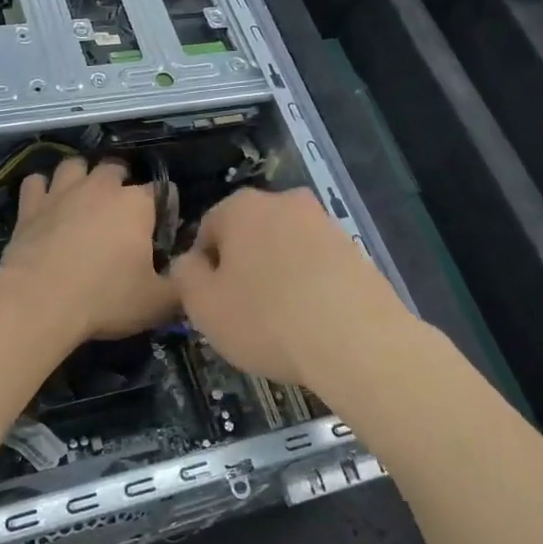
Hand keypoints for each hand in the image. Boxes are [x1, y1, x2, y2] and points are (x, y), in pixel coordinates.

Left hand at [0, 157, 176, 343]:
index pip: (163, 191)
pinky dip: (42, 189)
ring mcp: (62, 192)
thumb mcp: (158, 303)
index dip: (167, 209)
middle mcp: (100, 187)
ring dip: (81, 176)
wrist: (38, 302)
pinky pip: (35, 182)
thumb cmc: (105, 299)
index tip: (164, 231)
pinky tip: (45, 203)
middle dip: (122, 182)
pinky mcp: (30, 205)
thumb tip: (189, 274)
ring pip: (74, 165)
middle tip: (121, 213)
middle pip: (116, 168)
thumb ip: (181, 284)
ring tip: (83, 197)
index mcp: (137, 205)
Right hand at [170, 188, 414, 397]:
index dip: (203, 268)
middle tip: (242, 311)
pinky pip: (316, 265)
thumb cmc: (267, 320)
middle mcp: (285, 202)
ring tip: (279, 321)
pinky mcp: (355, 249)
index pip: (208, 229)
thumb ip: (184, 276)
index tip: (211, 302)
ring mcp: (325, 223)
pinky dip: (308, 285)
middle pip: (249, 234)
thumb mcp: (204, 306)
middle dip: (242, 267)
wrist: (358, 342)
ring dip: (276, 275)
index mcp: (242, 207)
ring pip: (284, 248)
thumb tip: (189, 262)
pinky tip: (310, 320)